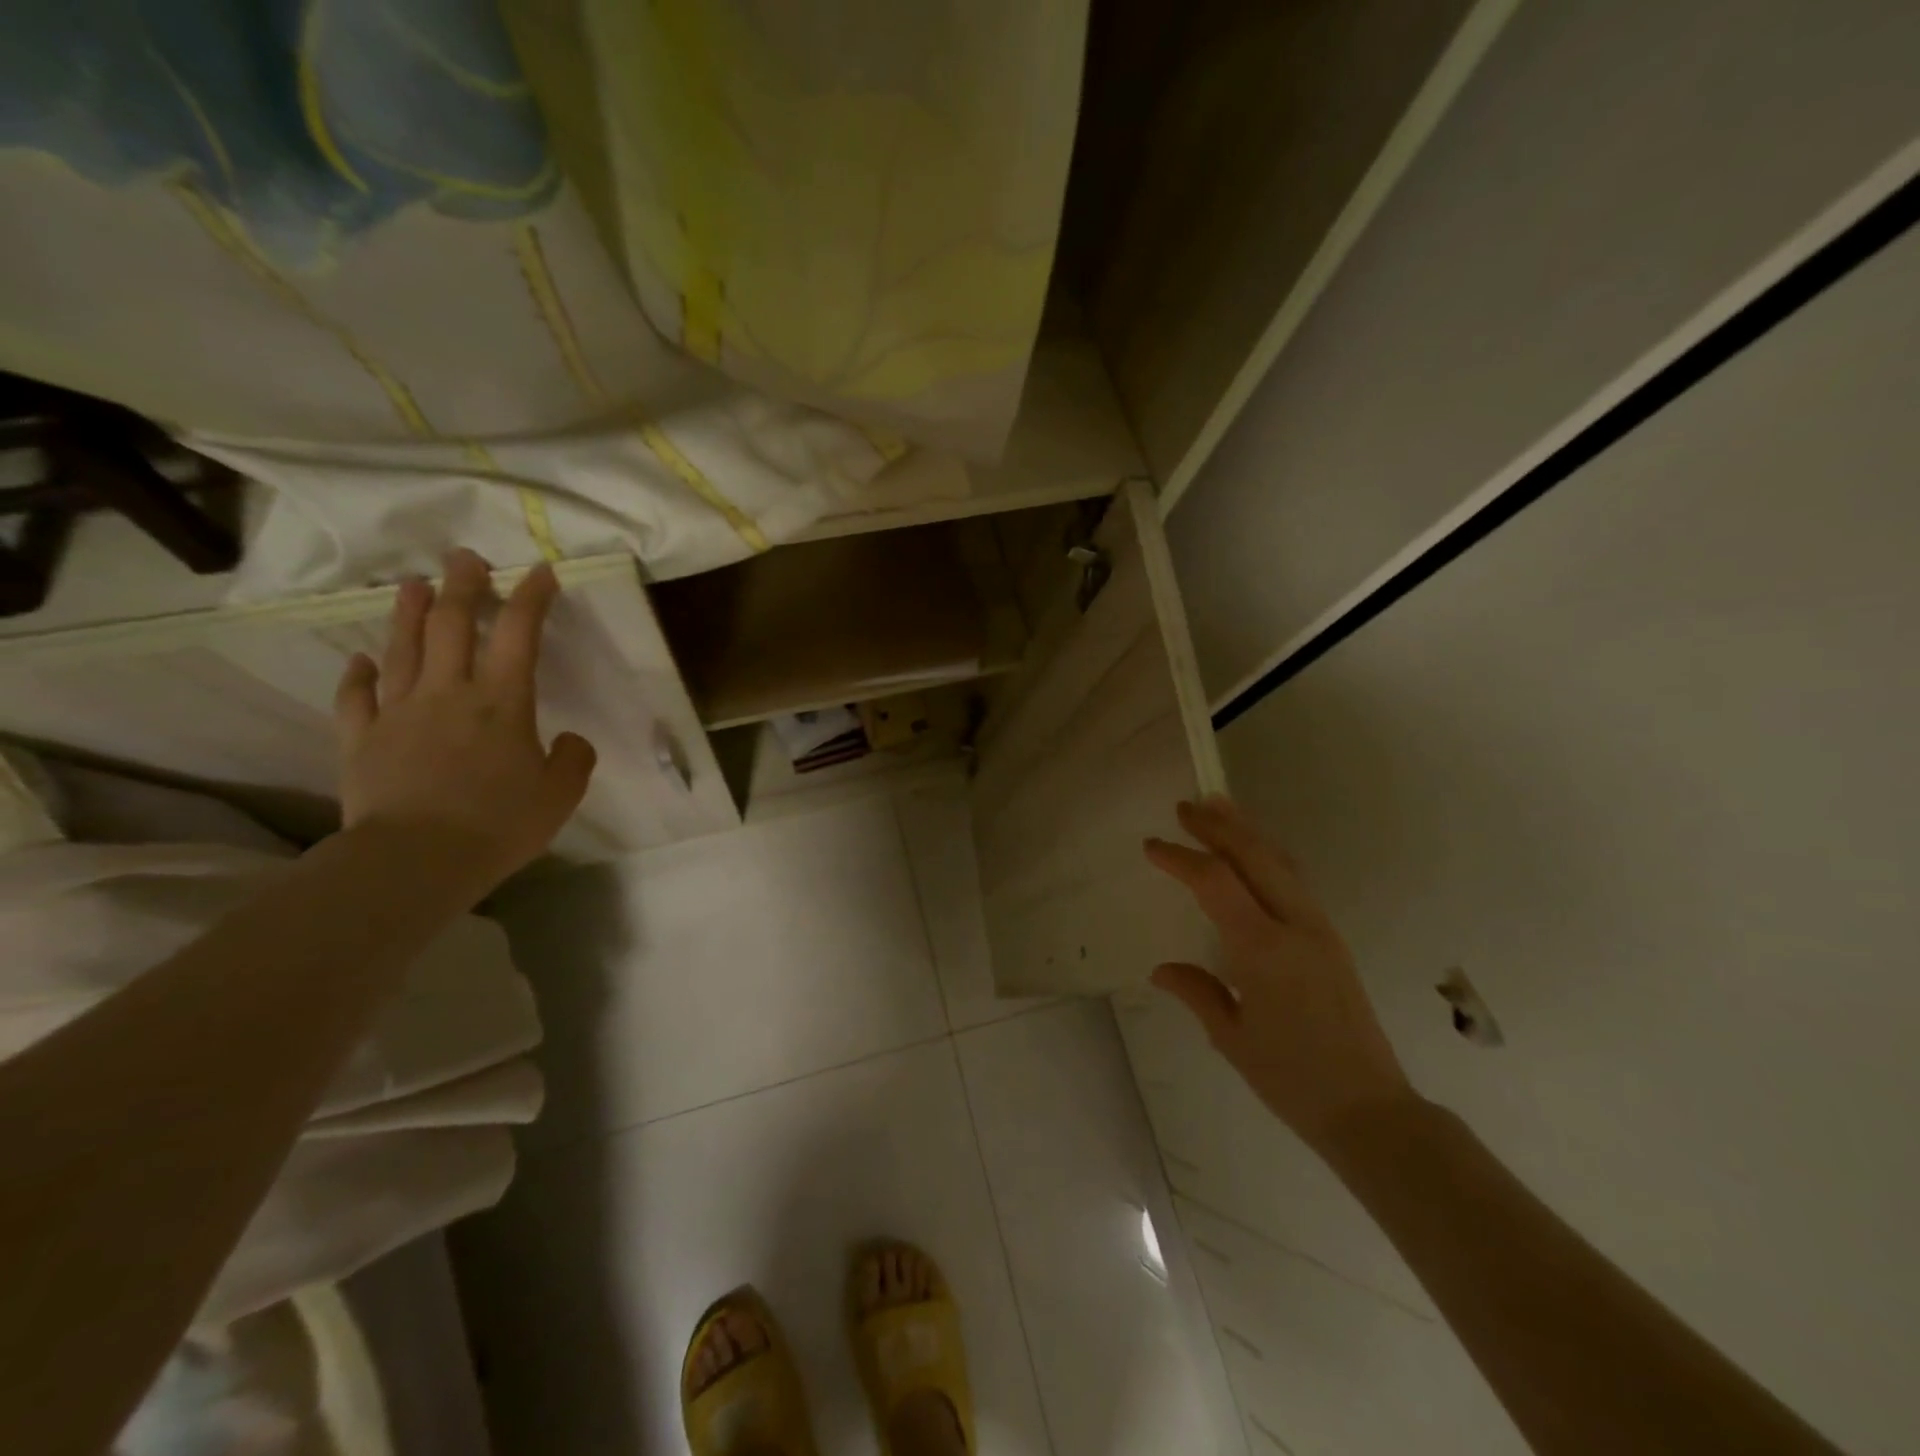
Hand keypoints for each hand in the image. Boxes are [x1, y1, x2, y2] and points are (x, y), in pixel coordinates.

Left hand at [332, 549, 596, 893]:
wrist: (416, 859)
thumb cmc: (499, 824)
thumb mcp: (561, 795)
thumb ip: (574, 759)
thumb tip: (569, 740)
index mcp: (503, 702)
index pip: (520, 635)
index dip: (532, 598)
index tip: (540, 571)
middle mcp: (449, 693)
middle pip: (453, 625)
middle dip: (464, 586)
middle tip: (465, 557)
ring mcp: (399, 712)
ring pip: (404, 649)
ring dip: (410, 613)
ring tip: (414, 584)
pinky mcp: (362, 739)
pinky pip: (357, 697)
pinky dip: (359, 674)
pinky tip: (363, 659)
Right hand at [1145, 797, 1412, 1152]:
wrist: (1370, 1110)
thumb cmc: (1291, 1079)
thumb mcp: (1231, 1038)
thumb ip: (1197, 992)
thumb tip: (1161, 969)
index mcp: (1263, 949)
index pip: (1215, 882)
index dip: (1181, 858)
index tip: (1152, 846)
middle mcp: (1296, 927)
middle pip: (1254, 857)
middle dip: (1218, 826)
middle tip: (1186, 807)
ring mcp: (1320, 930)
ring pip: (1281, 863)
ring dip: (1247, 833)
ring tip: (1220, 808)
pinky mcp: (1332, 940)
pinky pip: (1295, 882)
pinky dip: (1268, 857)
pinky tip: (1254, 856)